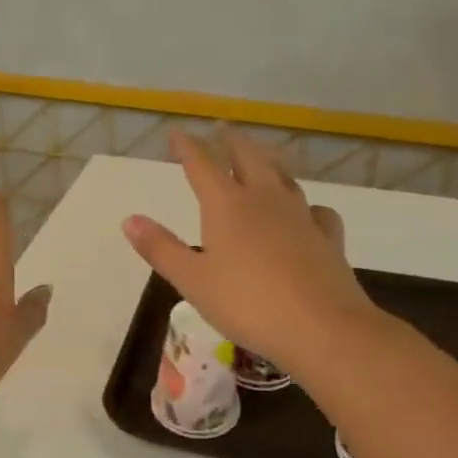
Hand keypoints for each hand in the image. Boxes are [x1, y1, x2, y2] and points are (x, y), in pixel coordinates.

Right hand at [122, 129, 376, 366]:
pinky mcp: (327, 239)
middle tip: (222, 130)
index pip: (202, 164)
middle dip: (231, 142)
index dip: (188, 146)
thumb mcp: (192, 280)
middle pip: (248, 158)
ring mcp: (301, 217)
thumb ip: (161, 248)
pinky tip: (307, 214)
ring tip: (260, 159)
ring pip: (283, 177)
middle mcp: (265, 200)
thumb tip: (130, 219)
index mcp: (227, 206)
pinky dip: (306, 205)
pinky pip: (316, 211)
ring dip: (267, 163)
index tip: (177, 132)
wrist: (322, 328)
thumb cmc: (247, 304)